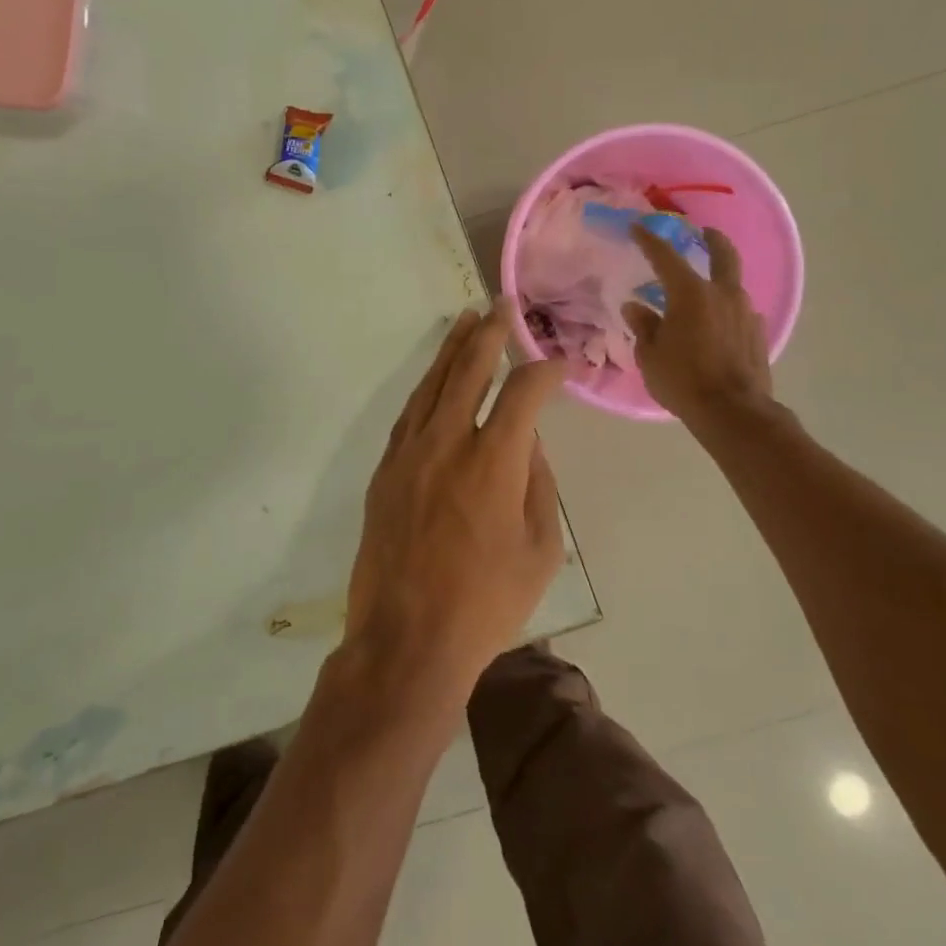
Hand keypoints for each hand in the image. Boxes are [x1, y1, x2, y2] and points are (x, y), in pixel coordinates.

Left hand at [346, 308, 567, 704]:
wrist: (406, 640)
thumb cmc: (486, 604)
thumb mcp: (540, 551)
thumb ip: (539, 486)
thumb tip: (530, 443)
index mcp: (494, 462)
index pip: (523, 393)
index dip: (545, 371)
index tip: (560, 363)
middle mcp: (448, 443)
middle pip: (469, 370)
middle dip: (490, 334)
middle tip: (502, 305)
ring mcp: (409, 454)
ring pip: (432, 384)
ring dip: (452, 350)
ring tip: (467, 321)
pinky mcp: (385, 470)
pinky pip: (408, 414)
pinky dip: (425, 388)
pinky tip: (435, 377)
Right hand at [622, 225, 775, 423]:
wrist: (733, 412)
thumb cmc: (683, 380)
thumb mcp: (650, 354)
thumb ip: (644, 325)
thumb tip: (636, 307)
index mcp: (690, 293)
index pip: (666, 257)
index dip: (649, 240)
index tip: (638, 227)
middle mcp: (722, 294)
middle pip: (723, 254)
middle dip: (712, 239)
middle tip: (704, 233)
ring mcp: (745, 313)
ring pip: (733, 285)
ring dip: (719, 280)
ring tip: (703, 292)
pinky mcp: (758, 334)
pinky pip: (740, 312)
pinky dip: (727, 310)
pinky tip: (717, 325)